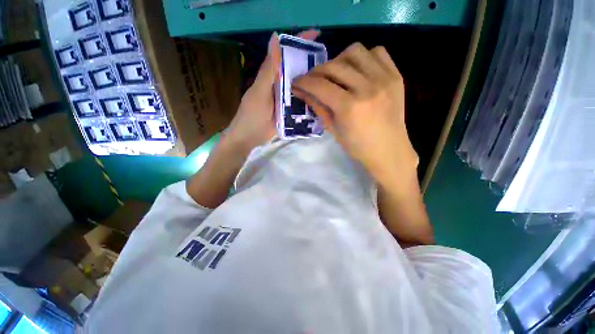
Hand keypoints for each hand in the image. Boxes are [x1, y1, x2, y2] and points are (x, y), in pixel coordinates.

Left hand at [225, 30, 319, 157]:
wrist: (249, 139)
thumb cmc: (251, 115)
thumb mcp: (259, 92)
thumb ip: (268, 70)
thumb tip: (275, 38)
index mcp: (272, 77)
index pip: (286, 54)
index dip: (299, 42)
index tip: (317, 35)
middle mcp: (280, 85)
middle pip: (296, 70)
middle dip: (311, 63)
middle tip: (330, 64)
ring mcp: (285, 99)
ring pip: (300, 87)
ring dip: (313, 83)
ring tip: (330, 81)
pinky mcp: (289, 112)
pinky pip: (301, 103)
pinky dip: (309, 100)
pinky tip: (321, 99)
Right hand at [292, 43, 418, 187]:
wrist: (389, 151)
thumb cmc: (358, 147)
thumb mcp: (333, 130)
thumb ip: (318, 107)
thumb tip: (301, 92)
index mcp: (350, 107)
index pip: (320, 86)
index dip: (304, 82)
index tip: (296, 82)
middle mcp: (367, 88)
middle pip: (334, 66)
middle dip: (317, 71)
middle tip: (313, 80)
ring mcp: (384, 79)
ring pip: (355, 51)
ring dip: (339, 60)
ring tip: (336, 74)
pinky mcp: (396, 76)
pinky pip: (377, 52)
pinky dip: (363, 58)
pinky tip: (358, 71)